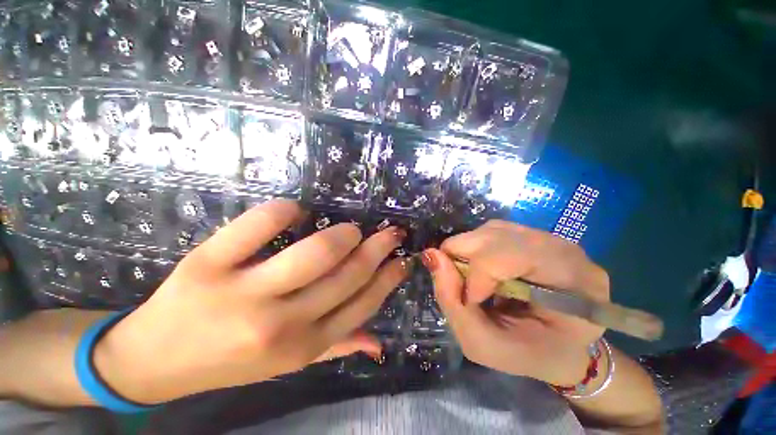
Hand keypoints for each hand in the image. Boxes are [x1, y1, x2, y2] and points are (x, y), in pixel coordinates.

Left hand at [94, 199, 408, 403]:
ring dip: (341, 235)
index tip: (403, 257)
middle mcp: (280, 323)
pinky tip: (295, 208)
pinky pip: (258, 226)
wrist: (154, 362)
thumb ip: (335, 348)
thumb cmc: (228, 360)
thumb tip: (377, 343)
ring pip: (314, 253)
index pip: (362, 304)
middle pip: (347, 275)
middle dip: (377, 248)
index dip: (388, 277)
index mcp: (302, 346)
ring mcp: (243, 293)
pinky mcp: (208, 264)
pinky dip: (283, 210)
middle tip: (389, 232)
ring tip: (349, 229)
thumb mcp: (287, 363)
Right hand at [424, 220, 609, 385]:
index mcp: (574, 285)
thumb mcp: (483, 344)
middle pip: (498, 234)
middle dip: (464, 255)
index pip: (516, 254)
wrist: (559, 346)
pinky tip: (480, 267)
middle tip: (457, 280)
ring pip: (492, 229)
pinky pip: (493, 231)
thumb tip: (431, 255)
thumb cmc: (528, 354)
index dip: (480, 272)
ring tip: (469, 276)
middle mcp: (565, 251)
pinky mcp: (533, 236)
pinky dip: (476, 247)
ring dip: (468, 251)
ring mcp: (551, 238)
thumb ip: (452, 300)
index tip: (470, 300)